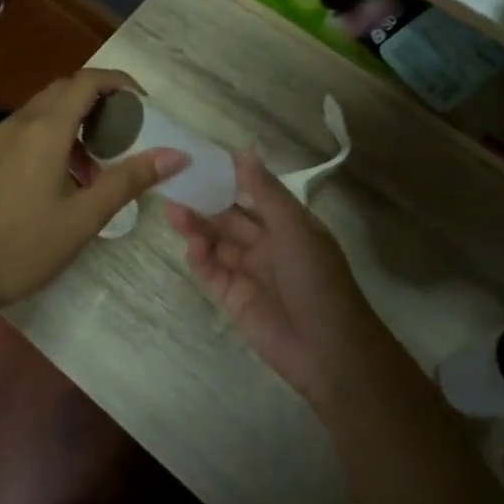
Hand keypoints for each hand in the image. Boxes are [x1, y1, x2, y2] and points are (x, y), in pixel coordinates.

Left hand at [0, 69, 186, 314]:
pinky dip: (56, 136)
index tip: (145, 105)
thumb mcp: (85, 216)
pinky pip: (29, 129)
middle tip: (128, 131)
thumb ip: (129, 180)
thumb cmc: (24, 245)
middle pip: (66, 89)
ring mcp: (0, 139)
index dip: (120, 83)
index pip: (88, 81)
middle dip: (101, 100)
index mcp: (45, 129)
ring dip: (78, 121)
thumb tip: (175, 155)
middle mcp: (21, 122)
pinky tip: (66, 178)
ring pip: (46, 109)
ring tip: (99, 164)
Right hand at [164, 150, 394, 408]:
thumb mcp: (295, 229)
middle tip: (175, 185)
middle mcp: (267, 243)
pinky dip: (199, 257)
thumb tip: (243, 151)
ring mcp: (249, 271)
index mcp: (287, 223)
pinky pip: (211, 271)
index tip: (200, 160)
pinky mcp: (233, 297)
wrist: (329, 351)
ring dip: (197, 226)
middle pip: (229, 216)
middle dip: (205, 201)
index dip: (228, 177)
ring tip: (173, 212)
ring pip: (216, 241)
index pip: (253, 192)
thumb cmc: (318, 280)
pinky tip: (193, 246)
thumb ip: (265, 193)